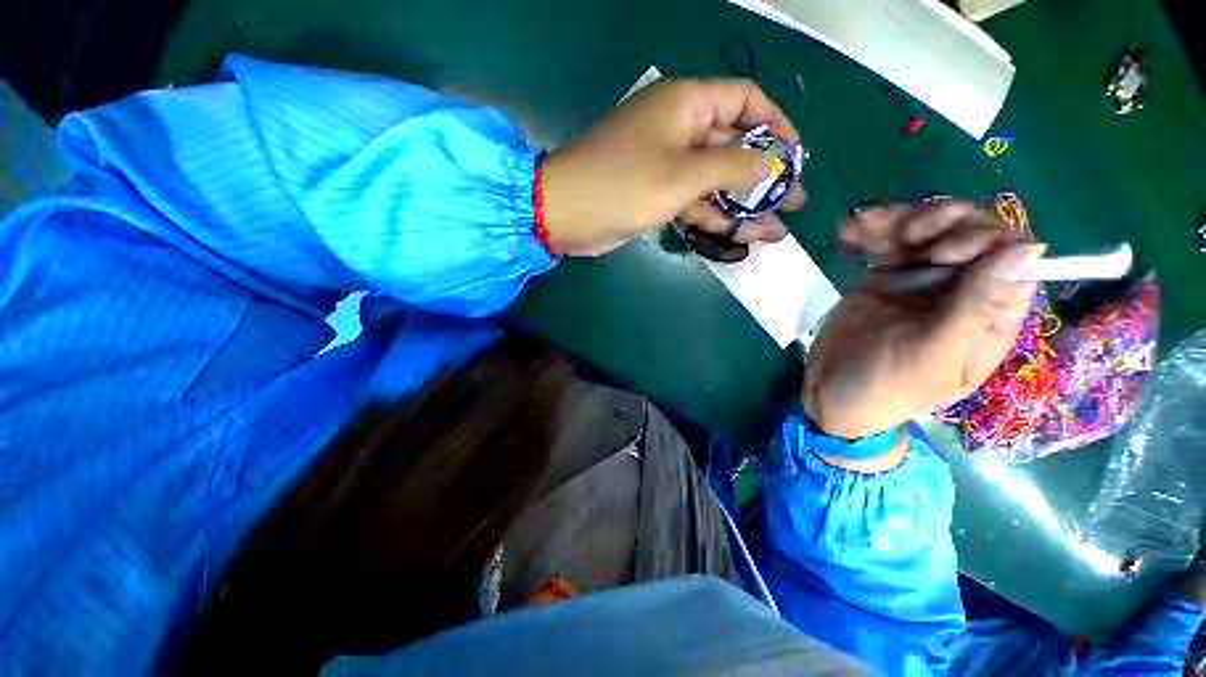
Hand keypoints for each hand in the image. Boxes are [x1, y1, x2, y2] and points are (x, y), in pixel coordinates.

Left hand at [540, 79, 806, 255]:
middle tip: (793, 202)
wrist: (567, 214)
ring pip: (714, 182)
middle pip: (733, 147)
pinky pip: (693, 202)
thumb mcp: (683, 174)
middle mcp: (678, 130)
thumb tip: (771, 163)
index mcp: (686, 105)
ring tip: (774, 231)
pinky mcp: (656, 195)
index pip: (744, 100)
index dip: (775, 123)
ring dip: (742, 206)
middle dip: (764, 176)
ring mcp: (666, 166)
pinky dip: (714, 217)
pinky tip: (740, 235)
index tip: (796, 155)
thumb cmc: (623, 184)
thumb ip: (732, 166)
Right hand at [804, 203, 1043, 439]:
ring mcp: (921, 281)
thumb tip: (1027, 248)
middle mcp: (961, 290)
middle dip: (940, 222)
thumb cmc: (886, 385)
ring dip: (900, 218)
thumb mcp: (933, 354)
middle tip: (903, 235)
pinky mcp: (885, 277)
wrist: (830, 391)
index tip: (940, 252)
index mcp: (988, 314)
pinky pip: (888, 242)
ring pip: (929, 230)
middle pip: (970, 232)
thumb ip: (976, 307)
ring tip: (864, 222)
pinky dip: (870, 230)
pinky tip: (848, 229)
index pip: (1011, 257)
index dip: (984, 239)